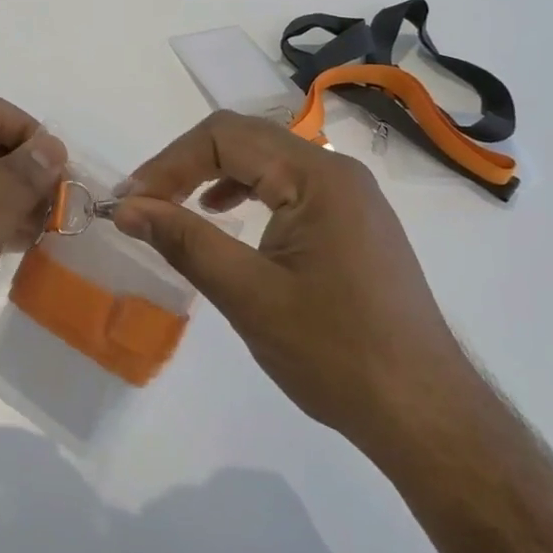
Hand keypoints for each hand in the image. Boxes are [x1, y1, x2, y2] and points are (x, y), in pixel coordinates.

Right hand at [112, 111, 473, 462]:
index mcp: (317, 177)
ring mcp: (349, 196)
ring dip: (212, 174)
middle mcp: (336, 171)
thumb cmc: (336, 353)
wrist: (425, 414)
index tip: (129, 203)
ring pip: (264, 159)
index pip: (224, 137)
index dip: (168, 164)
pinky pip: (286, 185)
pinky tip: (224, 217)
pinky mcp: (351, 222)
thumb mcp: (249, 295)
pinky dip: (244, 191)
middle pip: (244, 139)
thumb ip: (185, 241)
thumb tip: (127, 208)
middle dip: (185, 165)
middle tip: (142, 203)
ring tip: (174, 208)